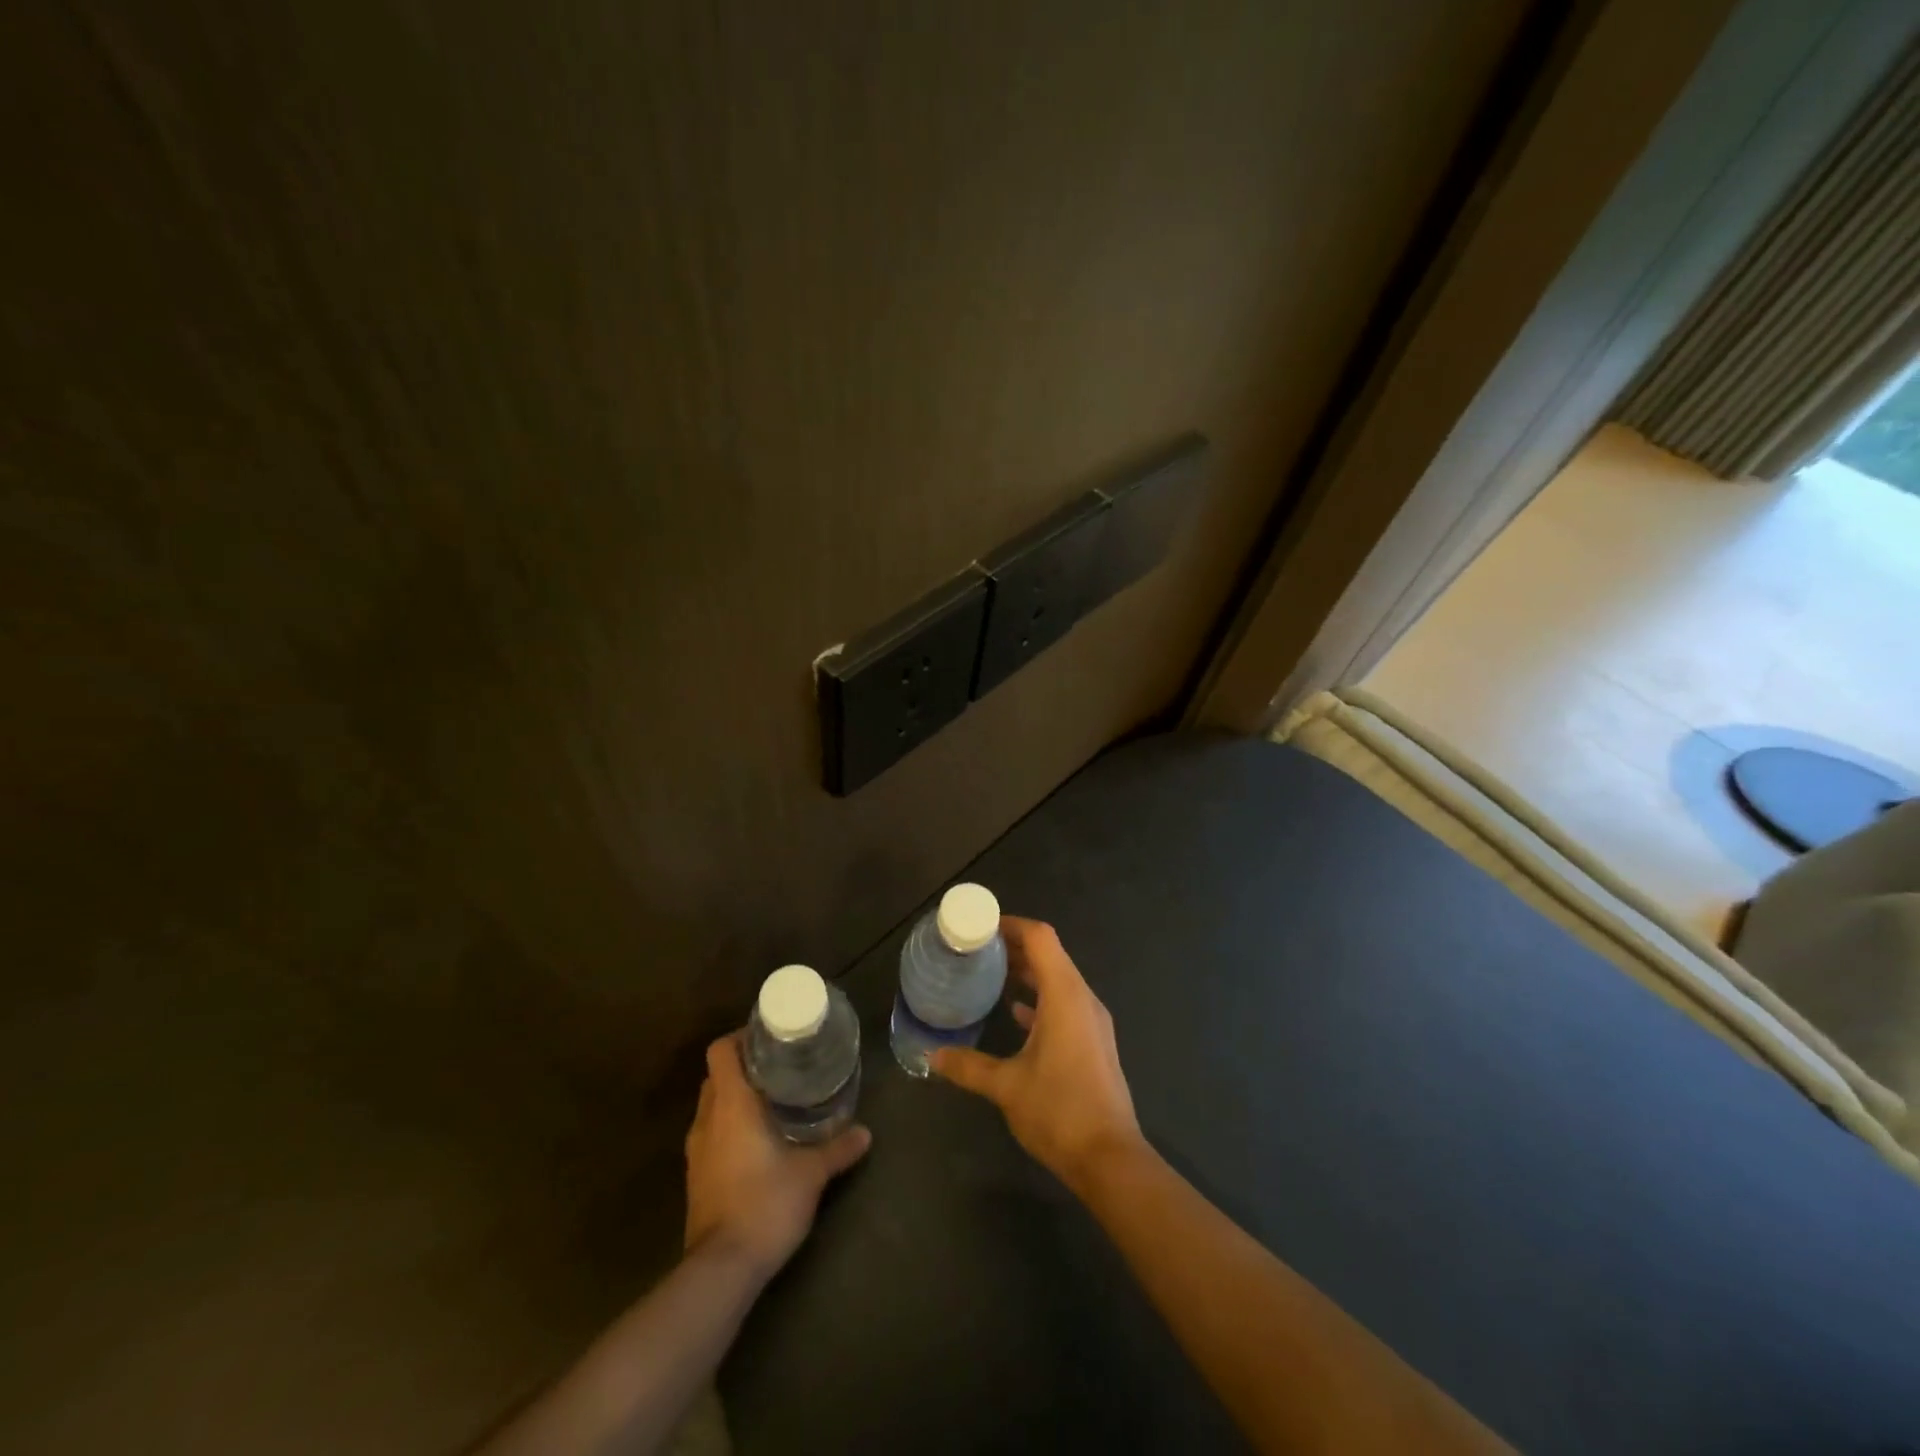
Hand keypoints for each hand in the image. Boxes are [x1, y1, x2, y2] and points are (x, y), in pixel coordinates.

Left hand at [683, 1035, 870, 1278]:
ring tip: (771, 1101)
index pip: (720, 1051)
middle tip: (778, 1068)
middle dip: (743, 1068)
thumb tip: (866, 1132)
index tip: (767, 1039)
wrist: (721, 1270)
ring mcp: (697, 1151)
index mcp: (731, 1104)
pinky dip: (728, 1128)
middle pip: (715, 1076)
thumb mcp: (811, 1174)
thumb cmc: (765, 1204)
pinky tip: (757, 1142)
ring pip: (711, 1107)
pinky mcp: (696, 1178)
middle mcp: (707, 1120)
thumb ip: (838, 1148)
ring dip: (734, 1099)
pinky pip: (710, 1136)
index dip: (739, 1038)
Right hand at [930, 917, 1141, 1191]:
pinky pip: (1065, 1003)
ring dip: (1028, 972)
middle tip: (977, 949)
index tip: (980, 927)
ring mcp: (1092, 1020)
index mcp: (1065, 995)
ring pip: (1058, 979)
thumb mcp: (1006, 1086)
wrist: (1110, 1159)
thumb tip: (931, 1057)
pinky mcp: (1094, 1041)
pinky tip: (1015, 1012)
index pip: (1040, 938)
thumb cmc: (1059, 1111)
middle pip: (1050, 954)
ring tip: (991, 974)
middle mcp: (1083, 998)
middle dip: (1015, 946)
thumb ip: (968, 1066)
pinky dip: (1040, 998)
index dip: (1011, 924)